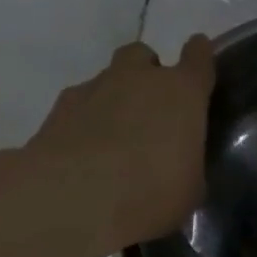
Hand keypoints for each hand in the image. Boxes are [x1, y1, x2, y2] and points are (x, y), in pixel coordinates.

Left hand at [18, 35, 215, 256]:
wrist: (71, 201)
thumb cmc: (151, 193)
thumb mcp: (190, 188)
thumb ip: (188, 163)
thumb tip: (180, 165)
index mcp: (182, 93)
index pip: (198, 57)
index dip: (200, 55)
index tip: (199, 56)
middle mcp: (138, 79)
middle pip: (143, 55)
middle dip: (147, 73)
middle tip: (151, 108)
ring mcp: (93, 90)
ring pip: (107, 79)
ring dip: (114, 99)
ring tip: (114, 138)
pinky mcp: (56, 111)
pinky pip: (78, 106)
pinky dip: (83, 121)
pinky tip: (84, 153)